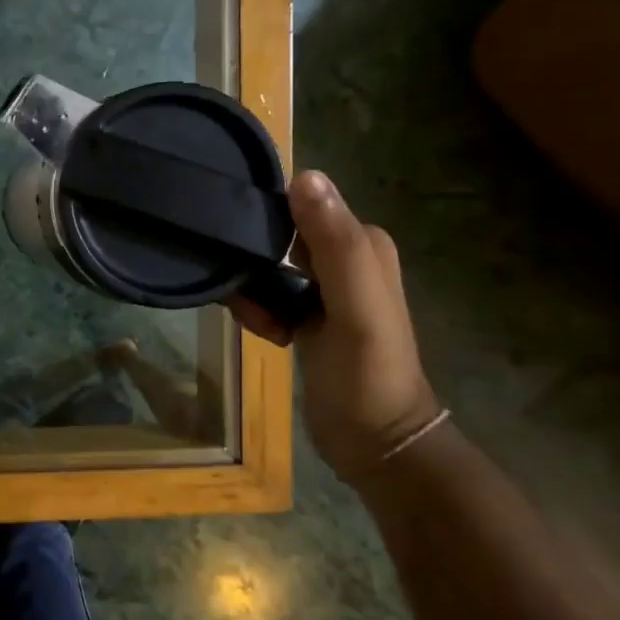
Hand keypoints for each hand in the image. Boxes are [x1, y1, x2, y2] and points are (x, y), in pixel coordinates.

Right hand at [230, 171, 440, 485]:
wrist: (374, 443)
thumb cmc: (367, 373)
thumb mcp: (355, 307)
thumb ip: (335, 243)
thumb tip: (304, 175)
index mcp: (363, 244)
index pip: (300, 205)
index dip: (267, 224)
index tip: (245, 255)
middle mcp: (345, 258)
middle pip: (278, 236)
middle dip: (254, 262)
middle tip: (250, 299)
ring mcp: (325, 288)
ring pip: (266, 267)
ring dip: (253, 292)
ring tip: (262, 325)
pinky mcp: (307, 315)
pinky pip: (267, 294)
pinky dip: (259, 311)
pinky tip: (267, 335)